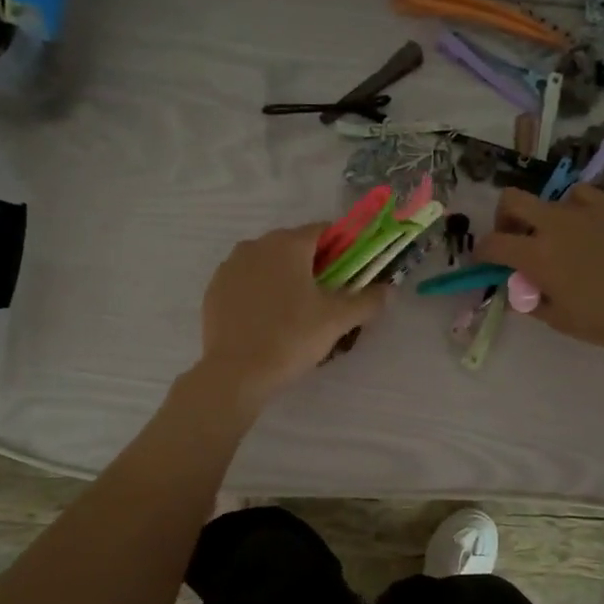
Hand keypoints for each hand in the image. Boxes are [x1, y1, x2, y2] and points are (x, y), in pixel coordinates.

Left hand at [194, 223, 389, 406]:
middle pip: (294, 246)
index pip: (324, 230)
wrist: (235, 373)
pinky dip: (261, 292)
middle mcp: (256, 245)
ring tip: (297, 311)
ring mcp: (230, 266)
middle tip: (328, 296)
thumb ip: (367, 300)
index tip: (352, 271)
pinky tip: (269, 319)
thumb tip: (388, 290)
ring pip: (268, 263)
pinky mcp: (214, 289)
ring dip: (285, 277)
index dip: (343, 248)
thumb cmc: (291, 337)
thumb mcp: (337, 320)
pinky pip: (246, 282)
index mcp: (287, 244)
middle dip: (314, 264)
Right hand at [473, 186, 603, 363]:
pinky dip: (577, 211)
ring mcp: (588, 211)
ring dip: (545, 217)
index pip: (492, 243)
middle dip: (504, 219)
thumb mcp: (558, 319)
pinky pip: (585, 198)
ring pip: (552, 198)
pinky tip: (589, 230)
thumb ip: (529, 299)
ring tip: (560, 240)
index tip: (485, 261)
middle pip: (512, 200)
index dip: (481, 253)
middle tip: (514, 240)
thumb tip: (517, 287)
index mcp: (537, 254)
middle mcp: (557, 224)